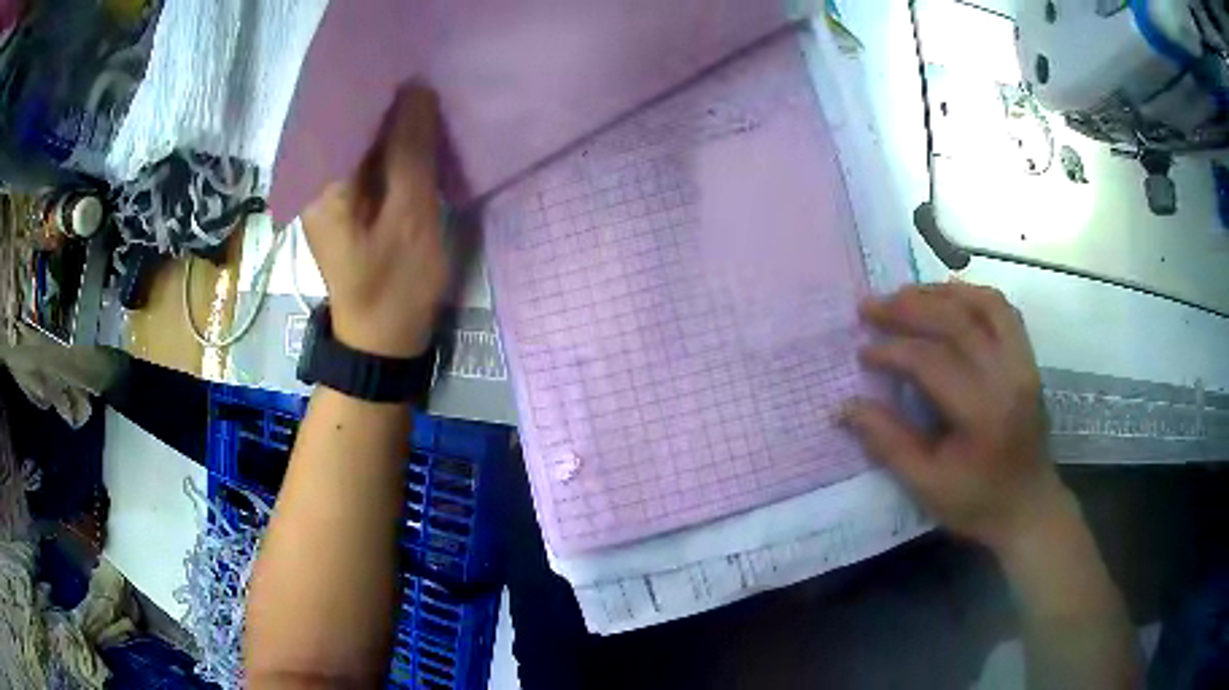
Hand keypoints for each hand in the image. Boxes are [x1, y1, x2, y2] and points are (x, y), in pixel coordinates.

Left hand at [301, 85, 446, 357]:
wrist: (381, 342)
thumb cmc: (395, 286)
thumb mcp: (410, 218)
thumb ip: (410, 152)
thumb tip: (416, 90)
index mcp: (321, 182)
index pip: (342, 111)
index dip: (378, 85)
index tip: (415, 67)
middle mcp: (314, 180)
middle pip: (346, 122)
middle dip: (385, 99)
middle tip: (428, 80)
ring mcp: (326, 191)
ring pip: (356, 139)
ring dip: (389, 121)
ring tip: (425, 99)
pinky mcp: (341, 202)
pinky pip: (363, 159)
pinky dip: (387, 144)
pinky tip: (413, 134)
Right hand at [845, 283, 1069, 553]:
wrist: (1028, 507)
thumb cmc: (976, 503)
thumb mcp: (926, 485)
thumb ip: (888, 442)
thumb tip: (845, 407)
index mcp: (982, 413)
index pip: (932, 361)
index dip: (892, 351)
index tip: (862, 352)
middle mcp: (1008, 376)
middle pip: (957, 320)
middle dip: (908, 308)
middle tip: (871, 307)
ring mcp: (1023, 362)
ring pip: (983, 303)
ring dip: (940, 293)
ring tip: (905, 295)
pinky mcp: (1028, 359)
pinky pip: (1002, 310)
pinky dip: (971, 296)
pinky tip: (947, 299)